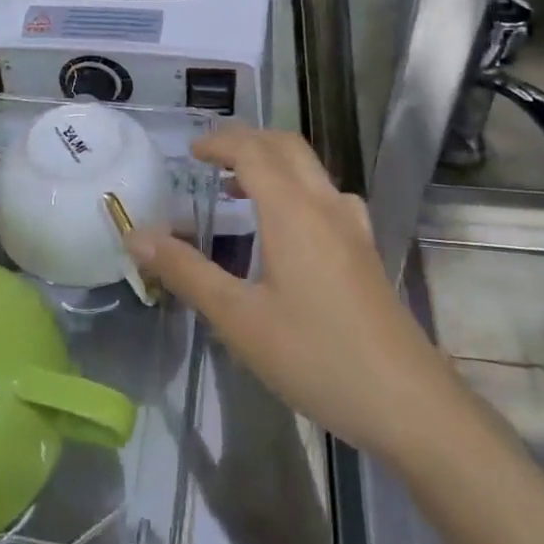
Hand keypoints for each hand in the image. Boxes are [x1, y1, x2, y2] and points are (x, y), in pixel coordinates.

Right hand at [124, 126, 444, 456]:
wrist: (407, 402)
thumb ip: (185, 271)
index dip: (219, 142)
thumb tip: (136, 235)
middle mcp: (326, 205)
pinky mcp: (365, 251)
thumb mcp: (238, 318)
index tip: (189, 153)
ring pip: (310, 169)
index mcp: (293, 210)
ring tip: (239, 190)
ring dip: (272, 163)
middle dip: (247, 141)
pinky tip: (286, 229)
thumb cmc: (315, 356)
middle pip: (286, 147)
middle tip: (210, 159)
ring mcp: (353, 227)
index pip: (253, 150)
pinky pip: (326, 196)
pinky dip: (295, 189)